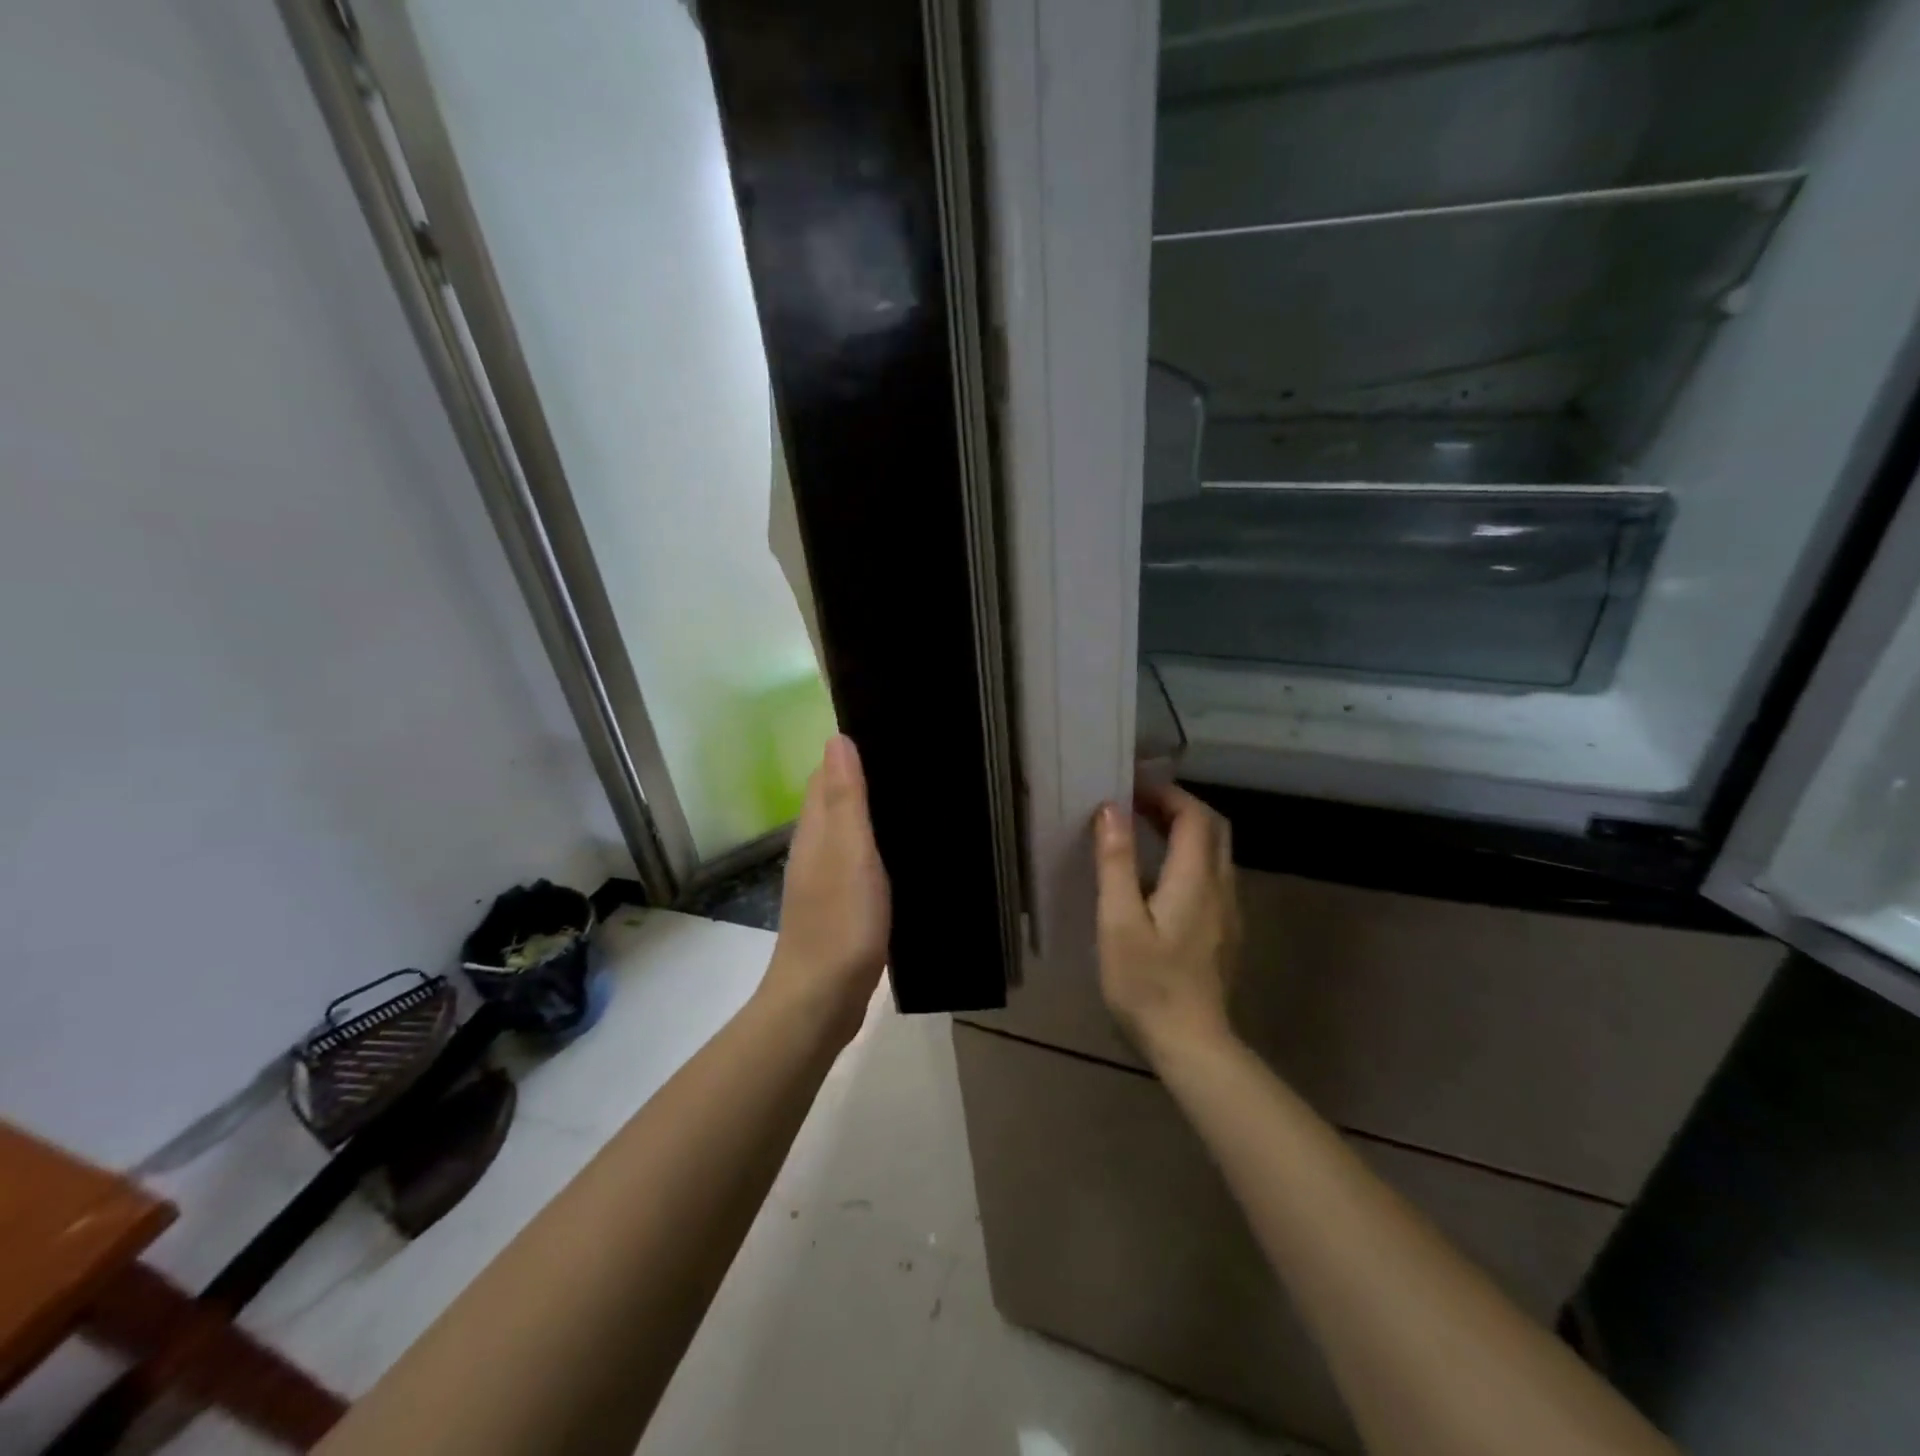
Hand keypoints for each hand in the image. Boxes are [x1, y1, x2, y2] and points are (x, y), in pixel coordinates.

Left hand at [761, 734, 890, 1043]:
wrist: (822, 999)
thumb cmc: (840, 921)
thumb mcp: (849, 851)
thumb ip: (844, 798)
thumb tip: (837, 738)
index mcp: (815, 830)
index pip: (825, 775)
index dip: (851, 753)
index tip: (891, 736)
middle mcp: (815, 849)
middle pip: (837, 802)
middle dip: (867, 780)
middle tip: (917, 767)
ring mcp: (825, 881)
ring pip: (849, 834)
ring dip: (874, 816)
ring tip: (919, 803)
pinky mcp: (840, 908)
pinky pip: (860, 864)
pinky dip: (879, 851)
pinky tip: (906, 856)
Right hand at [1093, 782, 1240, 1059]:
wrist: (1192, 1045)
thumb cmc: (1147, 983)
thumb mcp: (1119, 921)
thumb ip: (1117, 862)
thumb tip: (1111, 810)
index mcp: (1196, 879)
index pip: (1194, 815)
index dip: (1166, 794)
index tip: (1131, 788)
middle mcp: (1221, 887)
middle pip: (1213, 828)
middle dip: (1178, 806)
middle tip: (1137, 804)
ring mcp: (1228, 912)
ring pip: (1216, 853)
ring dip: (1184, 832)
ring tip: (1143, 832)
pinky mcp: (1225, 932)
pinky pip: (1212, 877)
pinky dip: (1188, 859)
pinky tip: (1158, 879)